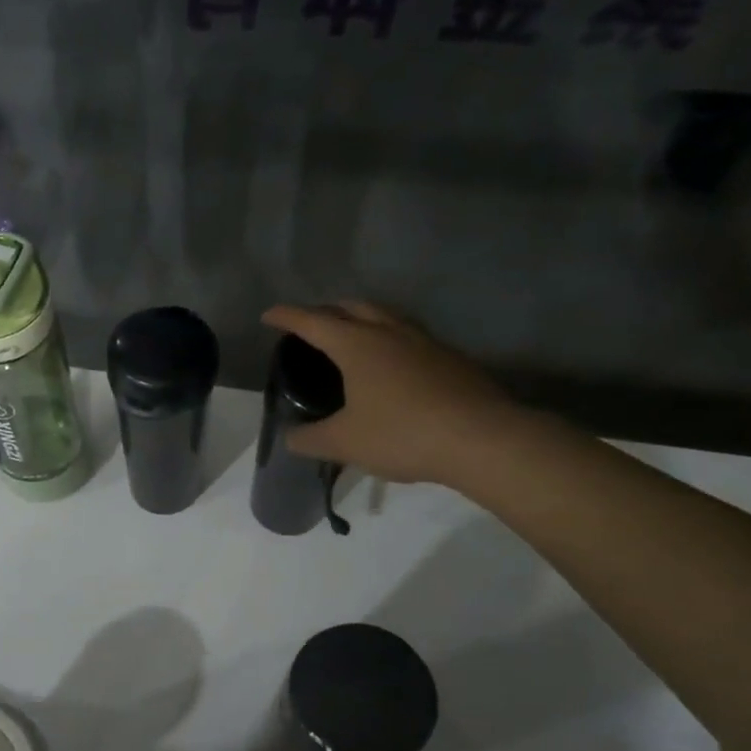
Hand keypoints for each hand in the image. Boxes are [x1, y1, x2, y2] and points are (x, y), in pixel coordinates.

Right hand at [260, 301, 526, 486]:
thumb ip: (310, 439)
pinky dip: (387, 340)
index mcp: (357, 345)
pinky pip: (408, 337)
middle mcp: (389, 332)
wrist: (482, 438)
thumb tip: (290, 437)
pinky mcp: (449, 358)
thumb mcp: (343, 443)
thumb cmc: (402, 434)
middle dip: (325, 310)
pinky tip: (390, 366)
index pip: (312, 321)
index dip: (287, 317)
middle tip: (309, 325)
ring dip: (361, 319)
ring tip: (349, 338)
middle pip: (351, 307)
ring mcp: (424, 341)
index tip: (268, 316)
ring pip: (384, 316)